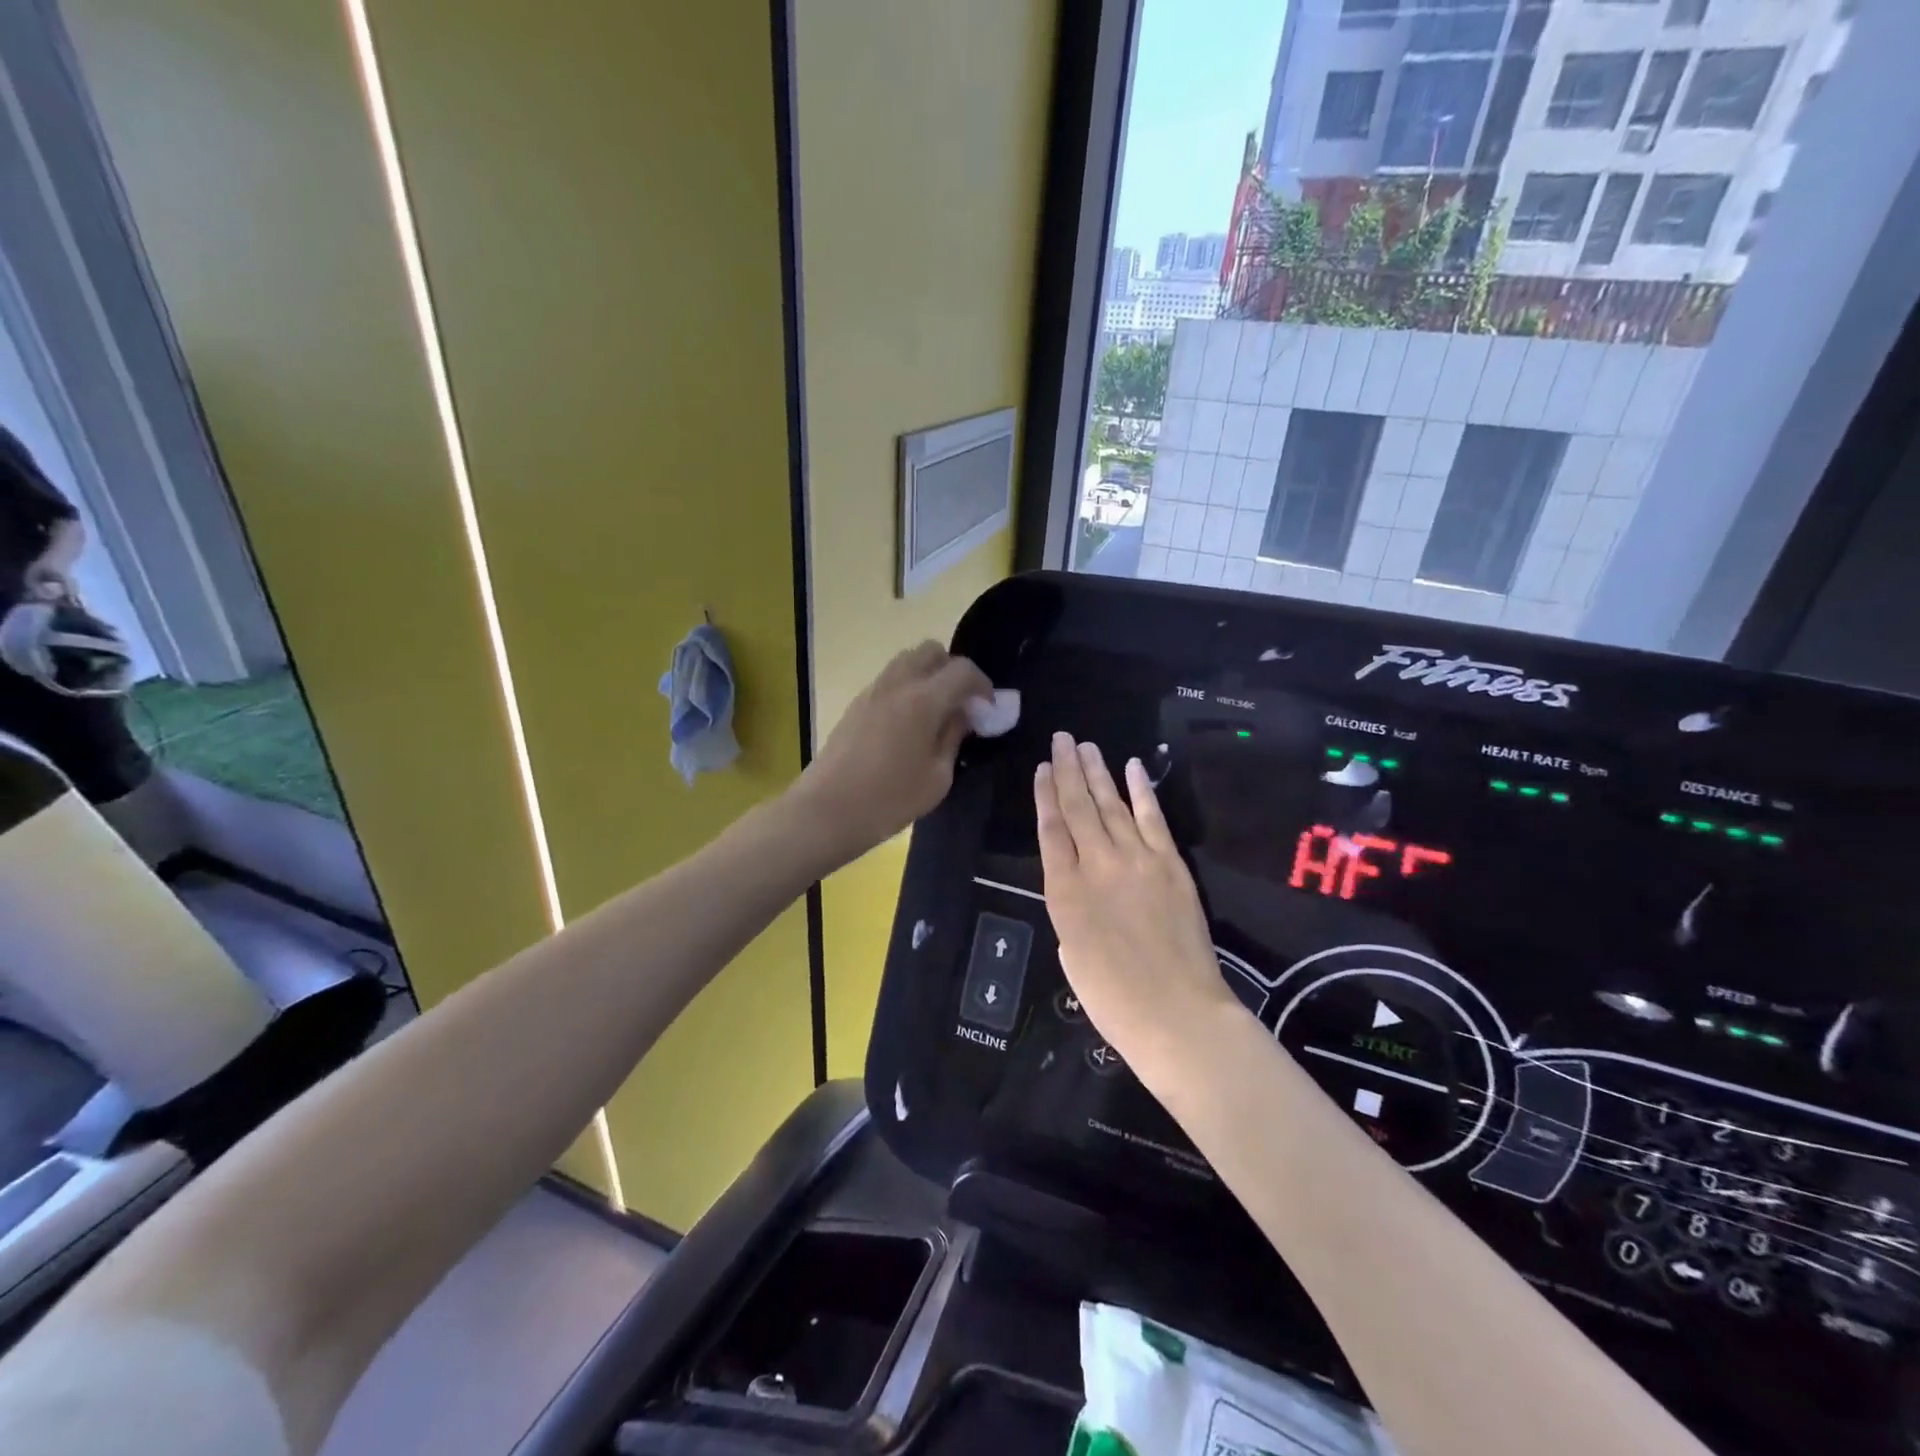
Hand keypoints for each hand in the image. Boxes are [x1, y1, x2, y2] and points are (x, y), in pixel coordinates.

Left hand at [792, 642, 991, 867]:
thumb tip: (962, 715)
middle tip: (961, 703)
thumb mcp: (937, 777)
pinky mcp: (856, 704)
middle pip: (931, 651)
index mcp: (923, 699)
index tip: (987, 710)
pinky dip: (907, 688)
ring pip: (907, 661)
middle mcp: (897, 684)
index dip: (982, 685)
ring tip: (935, 712)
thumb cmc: (889, 799)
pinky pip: (889, 680)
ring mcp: (872, 691)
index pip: (962, 670)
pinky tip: (909, 724)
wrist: (827, 810)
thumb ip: (954, 737)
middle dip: (953, 670)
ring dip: (927, 676)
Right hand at [1035, 733, 1238, 1087]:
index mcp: (1064, 892)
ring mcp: (1137, 860)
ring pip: (1112, 805)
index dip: (1045, 795)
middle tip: (1061, 739)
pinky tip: (1132, 767)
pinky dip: (1142, 790)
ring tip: (1086, 746)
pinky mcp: (1171, 864)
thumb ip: (1070, 911)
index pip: (1050, 830)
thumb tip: (1079, 887)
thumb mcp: (1071, 955)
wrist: (1177, 1015)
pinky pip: (1152, 818)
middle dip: (1067, 770)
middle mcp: (1097, 865)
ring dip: (1098, 772)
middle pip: (1078, 807)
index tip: (1043, 768)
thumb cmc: (1113, 1000)